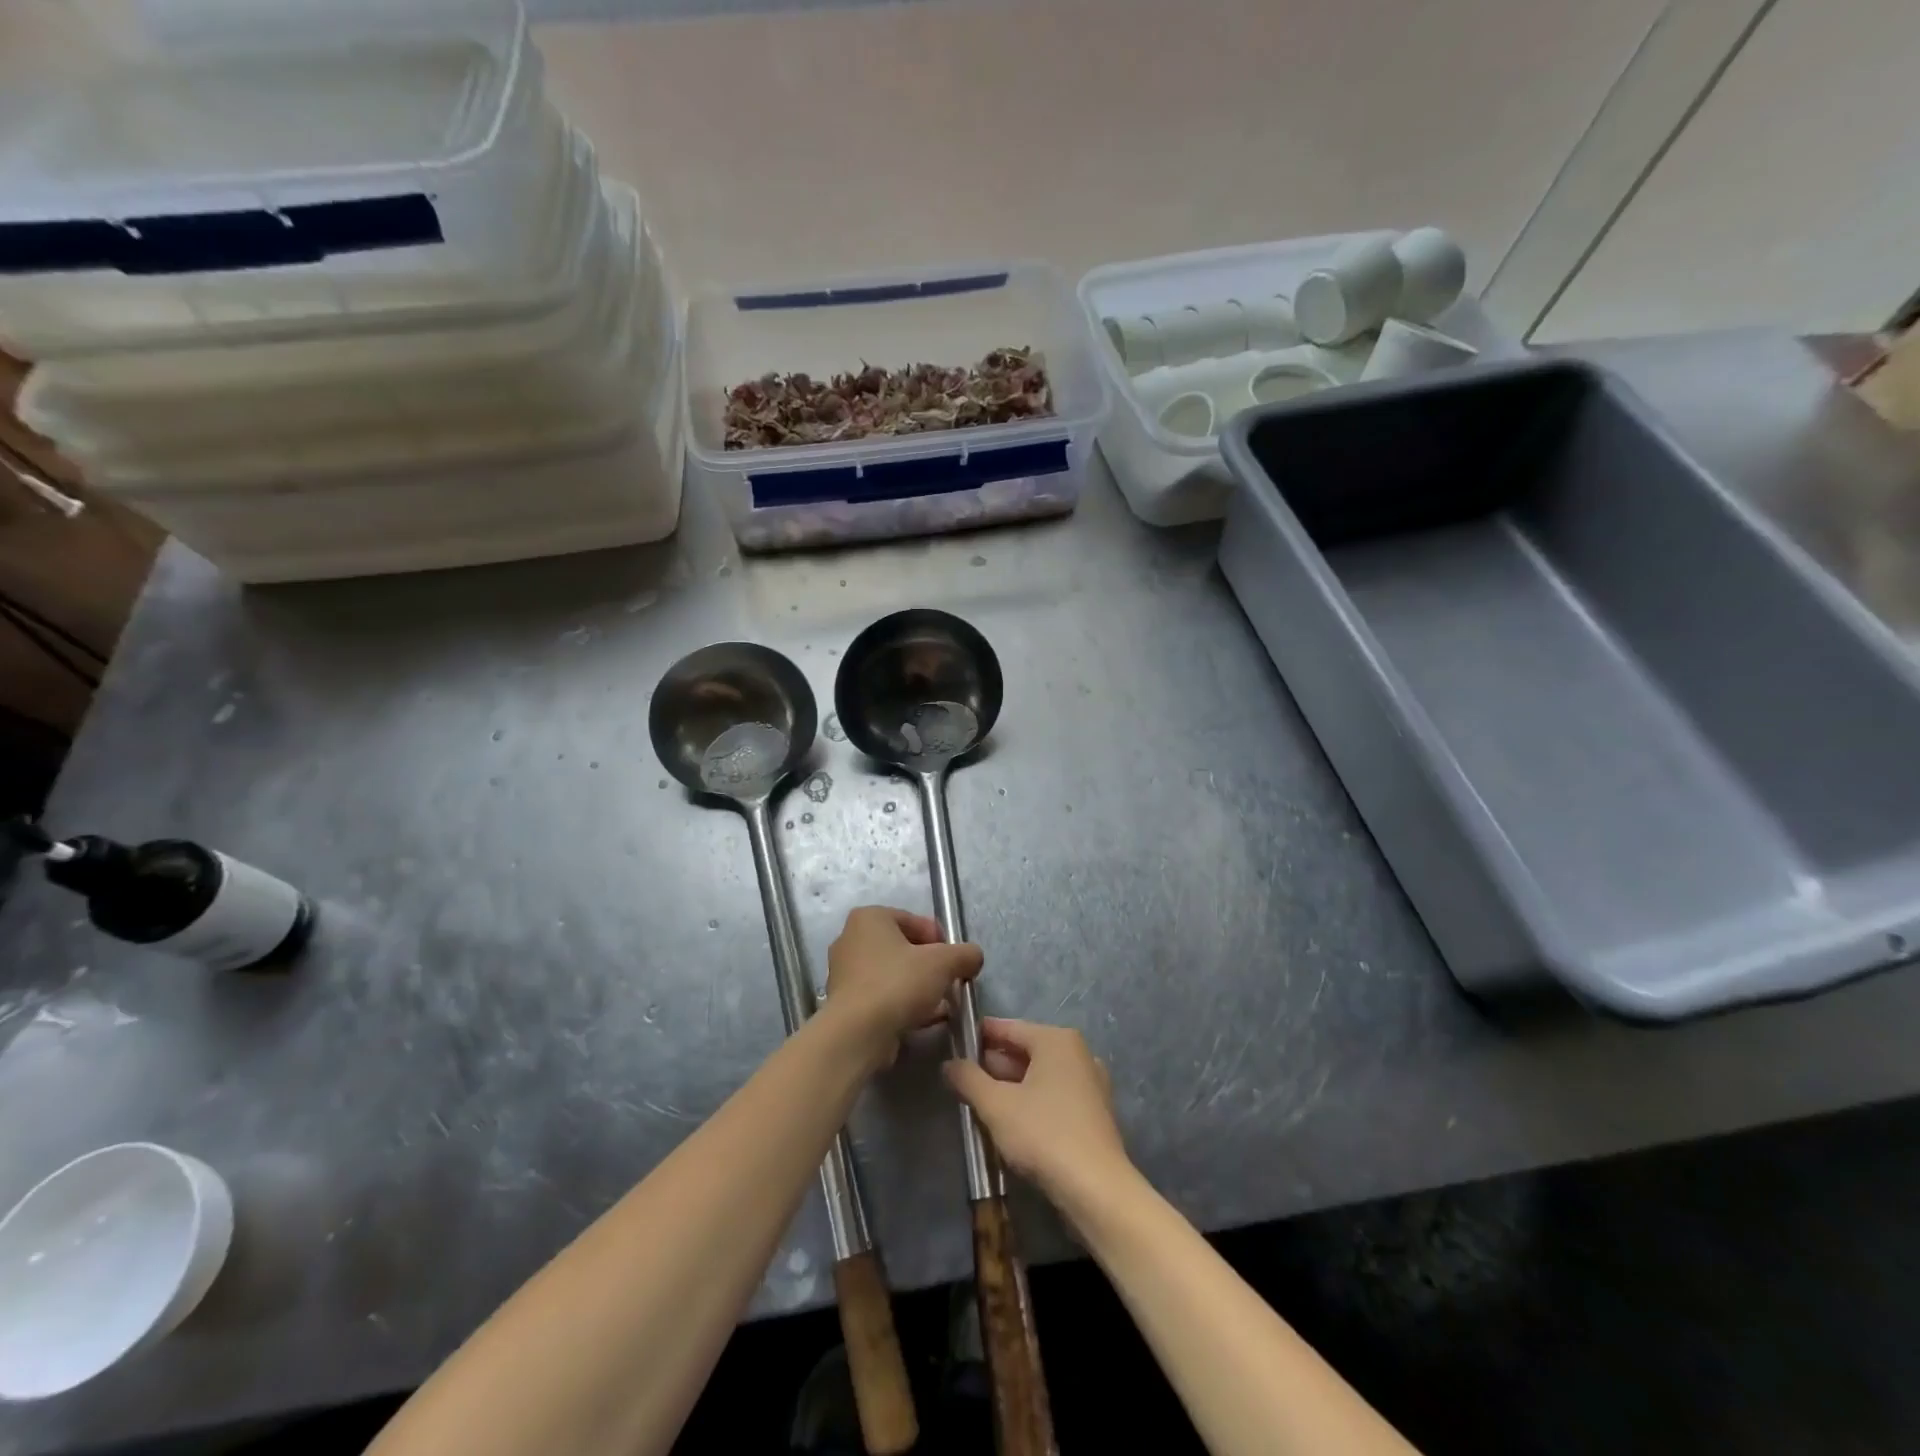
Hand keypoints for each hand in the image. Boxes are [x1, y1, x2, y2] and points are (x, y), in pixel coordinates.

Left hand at [824, 906, 982, 1069]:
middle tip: (949, 982)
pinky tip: (924, 1020)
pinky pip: (882, 996)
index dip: (940, 940)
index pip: (914, 921)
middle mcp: (851, 939)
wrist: (857, 1033)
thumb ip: (965, 954)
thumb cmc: (898, 983)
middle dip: (929, 965)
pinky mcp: (845, 1002)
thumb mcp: (943, 962)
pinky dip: (902, 1004)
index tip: (954, 962)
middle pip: (903, 948)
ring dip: (918, 987)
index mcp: (869, 918)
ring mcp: (845, 972)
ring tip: (940, 1005)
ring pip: (893, 974)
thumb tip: (974, 957)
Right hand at [943, 1018, 1133, 1204]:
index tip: (955, 1042)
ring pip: (1040, 1075)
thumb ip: (969, 1079)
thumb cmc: (1044, 1134)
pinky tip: (1011, 1120)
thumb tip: (949, 1063)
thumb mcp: (996, 1105)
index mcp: (1056, 1040)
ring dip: (1011, 1085)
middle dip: (994, 1064)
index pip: (1009, 1028)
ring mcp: (1089, 1082)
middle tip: (963, 1077)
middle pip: (1026, 1050)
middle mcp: (1077, 1053)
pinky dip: (1032, 1100)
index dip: (980, 1035)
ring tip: (980, 1100)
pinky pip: (1054, 1095)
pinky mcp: (1094, 1112)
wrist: (1096, 1188)